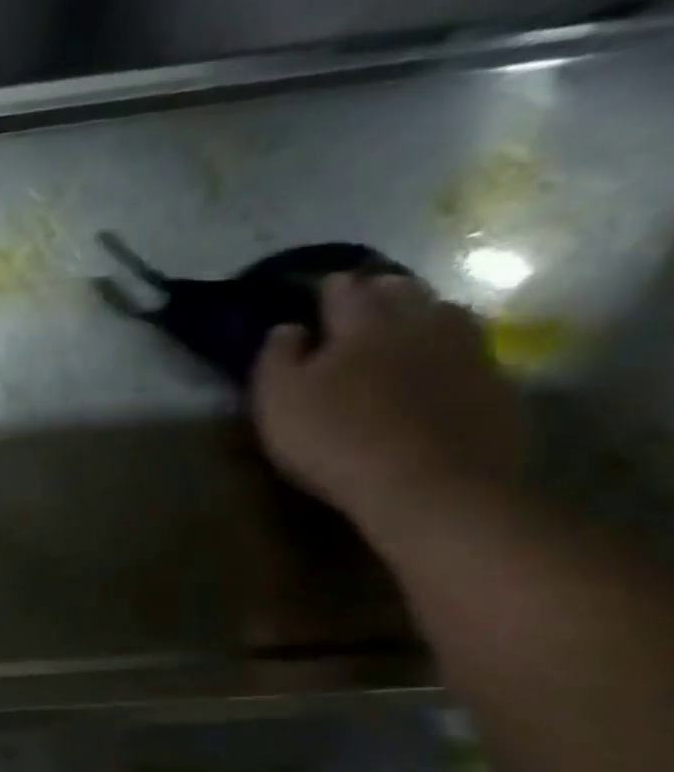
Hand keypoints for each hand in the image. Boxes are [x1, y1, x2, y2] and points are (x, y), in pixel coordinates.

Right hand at [252, 272, 527, 536]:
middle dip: (380, 289)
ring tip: (407, 321)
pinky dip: (450, 347)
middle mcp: (417, 324)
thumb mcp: (279, 401)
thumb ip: (277, 358)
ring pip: (444, 313)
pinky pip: (471, 349)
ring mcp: (465, 351)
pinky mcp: (494, 384)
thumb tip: (288, 326)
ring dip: (422, 311)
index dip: (329, 287)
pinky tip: (440, 361)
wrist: (430, 484)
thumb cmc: (334, 440)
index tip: (320, 287)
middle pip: (401, 292)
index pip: (344, 291)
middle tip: (364, 296)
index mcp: (361, 325)